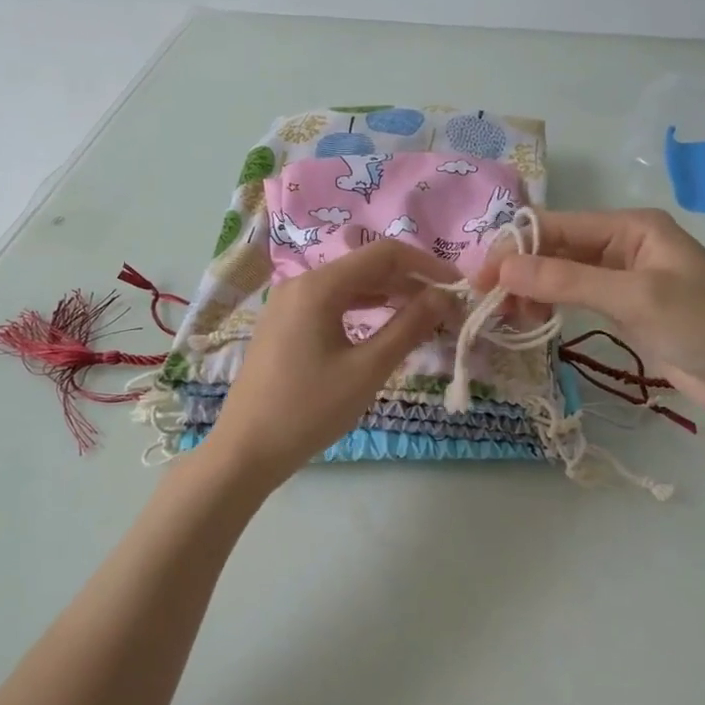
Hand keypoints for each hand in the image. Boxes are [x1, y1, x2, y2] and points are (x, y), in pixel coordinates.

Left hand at [201, 238, 451, 487]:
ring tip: (424, 316)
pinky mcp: (284, 325)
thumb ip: (409, 327)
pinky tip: (384, 325)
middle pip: (366, 267)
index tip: (458, 286)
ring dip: (388, 296)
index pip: (385, 255)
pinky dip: (363, 310)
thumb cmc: (310, 409)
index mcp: (319, 286)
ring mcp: (288, 304)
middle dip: (410, 282)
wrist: (246, 449)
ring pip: (349, 286)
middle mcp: (300, 284)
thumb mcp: (368, 370)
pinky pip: (332, 304)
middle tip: (446, 307)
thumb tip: (444, 296)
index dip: (427, 265)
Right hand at [475, 208, 704, 427]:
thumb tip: (502, 269)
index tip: (478, 280)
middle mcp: (623, 243)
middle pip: (555, 248)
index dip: (515, 248)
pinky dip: (550, 306)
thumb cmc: (704, 327)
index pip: (557, 226)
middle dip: (520, 272)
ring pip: (560, 274)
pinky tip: (533, 322)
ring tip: (510, 319)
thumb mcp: (635, 298)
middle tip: (488, 306)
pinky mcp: (623, 307)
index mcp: (631, 226)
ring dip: (532, 291)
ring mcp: (623, 277)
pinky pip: (575, 297)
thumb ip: (568, 281)